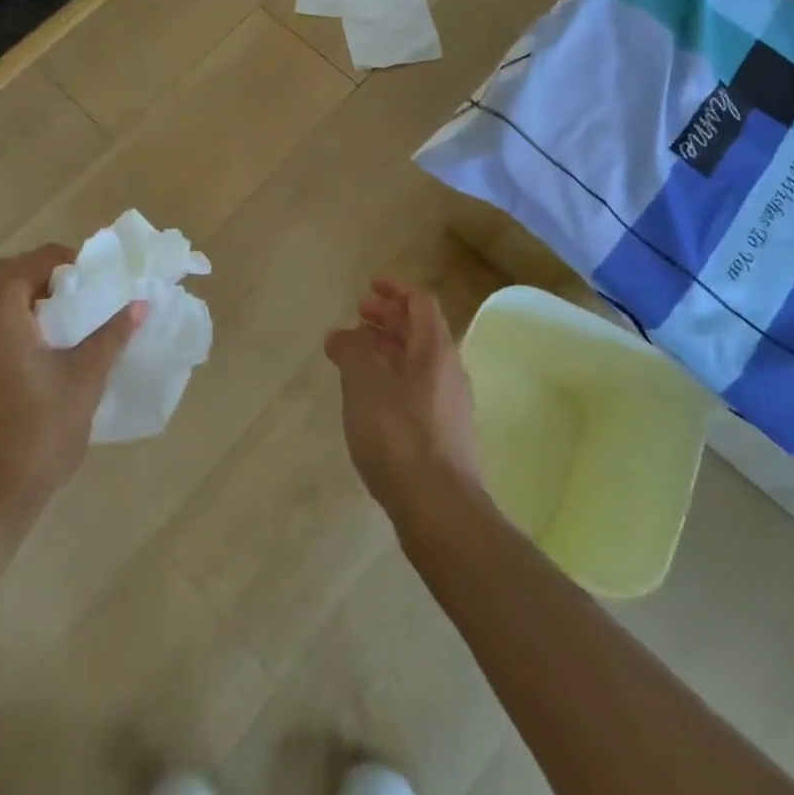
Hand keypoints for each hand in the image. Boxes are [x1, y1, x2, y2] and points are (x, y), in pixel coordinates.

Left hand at [0, 245, 143, 526]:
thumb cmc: (37, 435)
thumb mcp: (84, 381)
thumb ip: (111, 335)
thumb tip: (140, 303)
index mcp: (1, 305)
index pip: (38, 259)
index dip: (68, 261)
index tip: (92, 278)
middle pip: (3, 268)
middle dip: (36, 271)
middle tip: (68, 296)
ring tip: (26, 305)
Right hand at [326, 279, 482, 527]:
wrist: (439, 508)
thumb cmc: (399, 434)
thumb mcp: (363, 383)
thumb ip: (351, 350)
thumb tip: (343, 335)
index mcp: (434, 349)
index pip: (420, 303)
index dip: (395, 290)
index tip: (369, 287)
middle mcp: (449, 370)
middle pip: (420, 331)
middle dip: (388, 319)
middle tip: (358, 316)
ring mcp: (451, 405)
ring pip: (418, 362)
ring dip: (388, 349)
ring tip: (356, 355)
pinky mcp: (445, 435)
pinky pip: (418, 389)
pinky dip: (394, 378)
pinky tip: (371, 398)